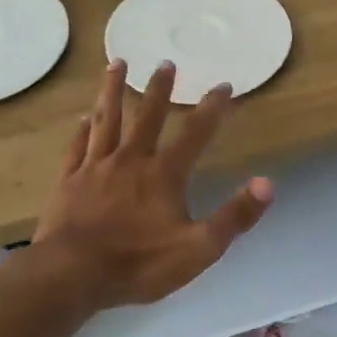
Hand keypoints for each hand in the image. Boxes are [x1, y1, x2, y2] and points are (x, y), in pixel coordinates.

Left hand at [33, 60, 274, 310]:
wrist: (72, 274)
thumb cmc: (138, 264)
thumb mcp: (198, 249)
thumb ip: (234, 216)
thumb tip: (267, 183)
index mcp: (163, 175)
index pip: (195, 134)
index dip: (212, 109)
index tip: (224, 86)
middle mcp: (130, 160)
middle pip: (147, 116)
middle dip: (159, 89)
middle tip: (166, 62)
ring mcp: (95, 168)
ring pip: (107, 120)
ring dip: (113, 90)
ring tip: (117, 63)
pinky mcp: (69, 181)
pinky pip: (78, 147)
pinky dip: (82, 130)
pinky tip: (84, 118)